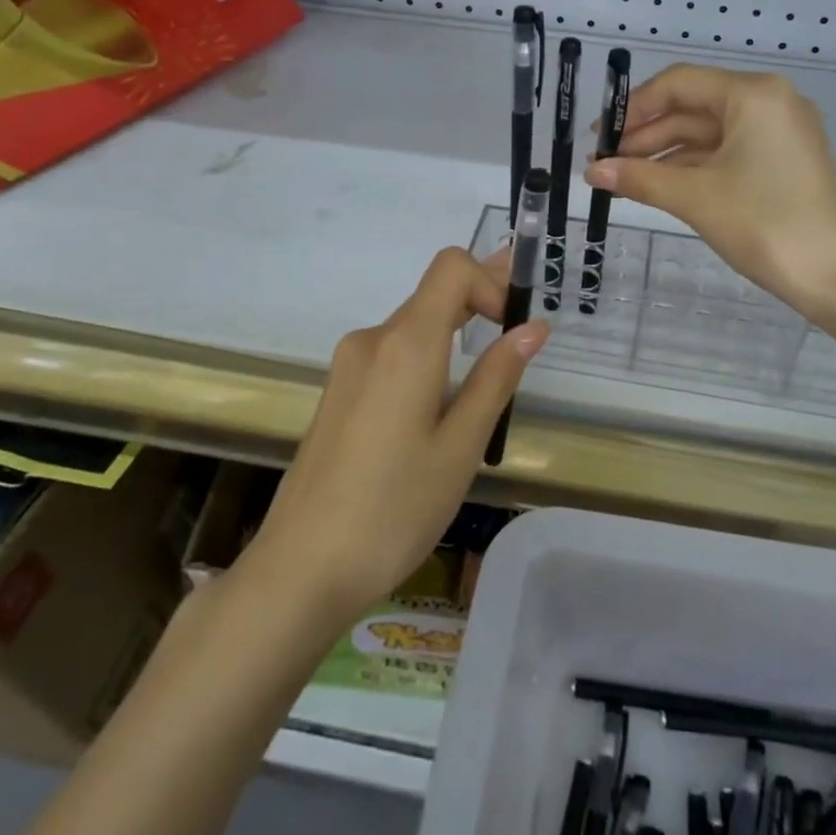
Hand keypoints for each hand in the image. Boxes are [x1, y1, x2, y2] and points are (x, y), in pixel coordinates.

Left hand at [253, 248, 548, 617]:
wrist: (302, 568)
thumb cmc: (394, 510)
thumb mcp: (461, 447)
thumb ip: (496, 378)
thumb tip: (533, 327)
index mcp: (405, 344)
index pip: (451, 266)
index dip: (491, 281)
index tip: (511, 329)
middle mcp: (372, 340)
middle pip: (433, 293)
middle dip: (481, 303)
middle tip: (522, 333)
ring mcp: (348, 366)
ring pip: (413, 326)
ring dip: (455, 335)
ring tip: (488, 377)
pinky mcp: (339, 392)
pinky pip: (392, 355)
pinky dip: (427, 359)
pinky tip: (440, 408)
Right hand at [584, 65, 835, 322]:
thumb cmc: (765, 224)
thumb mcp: (695, 198)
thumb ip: (640, 178)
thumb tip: (591, 171)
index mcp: (753, 95)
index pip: (678, 84)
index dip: (633, 109)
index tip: (599, 138)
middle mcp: (769, 102)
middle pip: (693, 107)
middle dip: (646, 135)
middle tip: (603, 163)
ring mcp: (779, 133)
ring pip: (708, 134)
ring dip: (664, 154)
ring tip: (623, 178)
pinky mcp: (783, 162)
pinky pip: (727, 153)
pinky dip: (692, 167)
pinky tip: (659, 185)